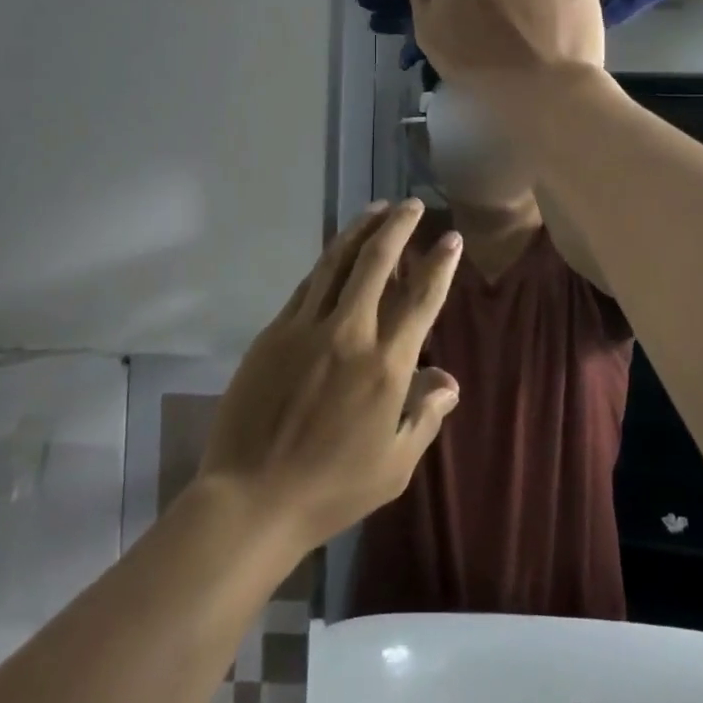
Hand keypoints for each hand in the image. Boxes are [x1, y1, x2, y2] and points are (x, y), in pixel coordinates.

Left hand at [197, 200, 462, 550]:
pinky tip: (336, 253)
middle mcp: (349, 333)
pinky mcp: (274, 331)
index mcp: (385, 365)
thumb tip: (448, 380)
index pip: (421, 299)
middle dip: (398, 226)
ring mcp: (306, 327)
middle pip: (376, 261)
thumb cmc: (332, 488)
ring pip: (337, 261)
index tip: (451, 238)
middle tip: (411, 204)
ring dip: (360, 229)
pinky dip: (327, 262)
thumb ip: (424, 415)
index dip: (439, 264)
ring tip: (376, 208)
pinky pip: (307, 285)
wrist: (251, 498)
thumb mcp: (395, 465)